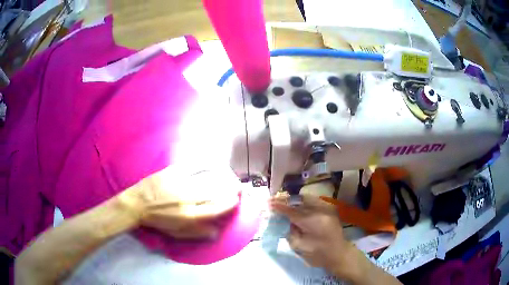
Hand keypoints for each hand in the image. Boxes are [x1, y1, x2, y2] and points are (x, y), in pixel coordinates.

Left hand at [118, 167, 239, 238]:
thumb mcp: (177, 233)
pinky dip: (204, 165)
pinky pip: (192, 167)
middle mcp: (188, 198)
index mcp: (190, 215)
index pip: (216, 208)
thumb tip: (216, 232)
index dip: (230, 203)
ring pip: (207, 179)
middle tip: (238, 186)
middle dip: (230, 188)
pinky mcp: (172, 172)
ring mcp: (180, 183)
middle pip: (215, 191)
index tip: (237, 199)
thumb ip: (198, 233)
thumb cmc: (157, 221)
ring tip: (229, 176)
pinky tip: (211, 164)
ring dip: (221, 177)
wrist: (137, 204)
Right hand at [269, 194, 367, 280]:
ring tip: (286, 204)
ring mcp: (327, 208)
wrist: (339, 254)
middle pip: (300, 200)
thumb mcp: (299, 246)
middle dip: (287, 200)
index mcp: (312, 221)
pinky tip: (298, 208)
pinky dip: (304, 203)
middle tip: (276, 202)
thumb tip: (285, 220)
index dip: (279, 206)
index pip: (292, 211)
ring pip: (308, 198)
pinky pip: (314, 202)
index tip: (269, 203)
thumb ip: (290, 231)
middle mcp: (321, 210)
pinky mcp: (330, 209)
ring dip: (296, 201)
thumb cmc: (318, 255)